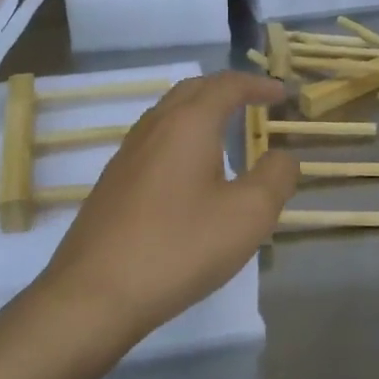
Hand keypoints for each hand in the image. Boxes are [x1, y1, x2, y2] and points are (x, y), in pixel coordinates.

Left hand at [35, 72, 298, 349]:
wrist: (95, 293)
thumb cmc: (180, 247)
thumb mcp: (248, 215)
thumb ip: (275, 178)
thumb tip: (283, 157)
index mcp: (188, 124)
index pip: (227, 86)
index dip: (257, 85)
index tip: (282, 94)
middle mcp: (153, 127)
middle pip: (193, 90)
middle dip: (226, 89)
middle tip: (254, 101)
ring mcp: (127, 154)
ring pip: (168, 114)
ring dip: (200, 111)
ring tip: (224, 130)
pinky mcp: (113, 183)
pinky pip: (154, 141)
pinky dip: (181, 137)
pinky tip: (188, 170)